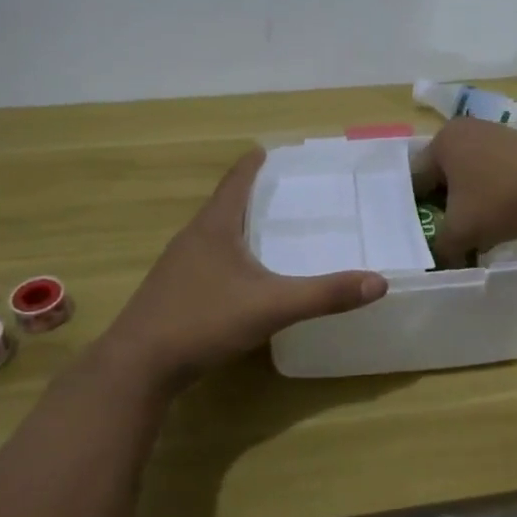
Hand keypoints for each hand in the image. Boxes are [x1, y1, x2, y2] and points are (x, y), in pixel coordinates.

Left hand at [94, 149, 387, 398]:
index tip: (270, 149)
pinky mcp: (173, 292)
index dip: (254, 163)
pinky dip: (229, 254)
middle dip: (252, 193)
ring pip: (214, 234)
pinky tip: (243, 275)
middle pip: (225, 204)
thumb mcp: (271, 306)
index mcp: (214, 227)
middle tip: (284, 189)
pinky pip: (207, 259)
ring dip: (239, 224)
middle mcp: (193, 238)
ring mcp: (178, 266)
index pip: (236, 181)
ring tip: (268, 227)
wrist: (137, 367)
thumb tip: (379, 281)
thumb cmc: (202, 321)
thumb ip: (324, 295)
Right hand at [411, 119, 516, 265]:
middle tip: (447, 238)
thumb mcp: (462, 232)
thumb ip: (440, 248)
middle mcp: (466, 130)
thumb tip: (439, 260)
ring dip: (470, 204)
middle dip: (444, 208)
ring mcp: (496, 134)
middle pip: (442, 177)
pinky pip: (495, 174)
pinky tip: (504, 217)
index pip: (415, 180)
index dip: (414, 213)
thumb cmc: (502, 199)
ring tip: (477, 233)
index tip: (422, 238)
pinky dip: (493, 196)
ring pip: (470, 176)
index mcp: (442, 141)